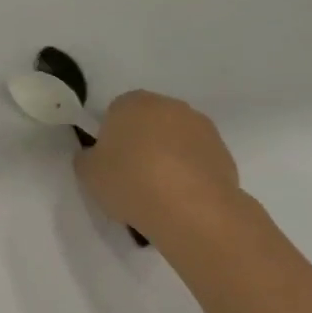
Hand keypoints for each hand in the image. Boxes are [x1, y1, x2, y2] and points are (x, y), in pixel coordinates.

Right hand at [74, 91, 248, 239]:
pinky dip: (189, 173)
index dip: (110, 137)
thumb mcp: (88, 173)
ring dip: (167, 157)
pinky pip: (197, 160)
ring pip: (175, 139)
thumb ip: (87, 158)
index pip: (115, 112)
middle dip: (141, 143)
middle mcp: (170, 106)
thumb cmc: (131, 182)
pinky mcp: (224, 152)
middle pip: (148, 122)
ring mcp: (202, 127)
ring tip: (159, 193)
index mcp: (133, 102)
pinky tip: (181, 198)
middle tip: (132, 176)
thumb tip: (95, 155)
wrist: (191, 210)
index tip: (110, 163)